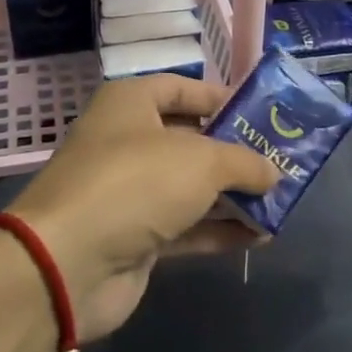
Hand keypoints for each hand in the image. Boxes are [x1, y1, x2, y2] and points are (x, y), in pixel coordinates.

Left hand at [5, 76, 278, 340]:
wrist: (69, 263)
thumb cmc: (136, 183)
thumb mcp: (201, 160)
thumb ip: (244, 162)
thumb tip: (273, 172)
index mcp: (130, 104)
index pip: (182, 88)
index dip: (222, 98)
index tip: (263, 114)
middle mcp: (127, 142)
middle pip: (191, 140)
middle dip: (236, 152)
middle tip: (281, 160)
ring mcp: (130, 192)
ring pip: (191, 187)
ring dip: (233, 196)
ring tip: (280, 200)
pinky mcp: (135, 237)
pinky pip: (186, 227)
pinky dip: (219, 229)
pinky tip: (260, 236)